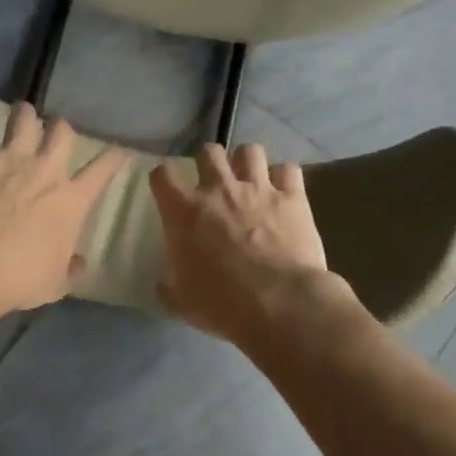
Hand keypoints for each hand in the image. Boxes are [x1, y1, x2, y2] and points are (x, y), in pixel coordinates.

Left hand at [0, 102, 127, 311]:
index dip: (114, 158)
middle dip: (62, 129)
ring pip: (25, 117)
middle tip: (55, 134)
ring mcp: (11, 157)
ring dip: (25, 115)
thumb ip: (70, 269)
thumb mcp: (56, 284)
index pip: (103, 170)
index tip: (119, 153)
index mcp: (72, 200)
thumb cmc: (21, 276)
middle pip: (63, 131)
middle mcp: (46, 170)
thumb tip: (80, 263)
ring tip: (21, 116)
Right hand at [149, 143, 351, 344]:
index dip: (163, 179)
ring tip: (249, 180)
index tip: (167, 191)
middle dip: (208, 162)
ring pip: (250, 151)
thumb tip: (164, 284)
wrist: (279, 304)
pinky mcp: (293, 197)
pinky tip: (283, 192)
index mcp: (184, 211)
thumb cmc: (222, 304)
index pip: (163, 174)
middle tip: (213, 183)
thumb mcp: (181, 302)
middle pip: (209, 152)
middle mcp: (219, 190)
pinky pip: (288, 170)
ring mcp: (259, 189)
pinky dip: (284, 177)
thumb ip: (168, 287)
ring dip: (247, 162)